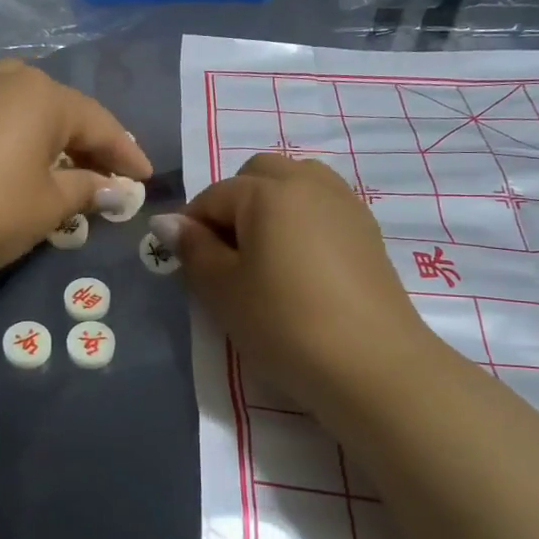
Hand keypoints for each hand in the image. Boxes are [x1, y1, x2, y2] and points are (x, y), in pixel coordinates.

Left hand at [0, 60, 152, 287]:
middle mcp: (10, 81)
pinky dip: (25, 145)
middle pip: (66, 113)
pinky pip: (3, 123)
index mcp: (44, 95)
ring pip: (32, 116)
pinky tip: (28, 170)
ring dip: (57, 145)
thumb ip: (87, 191)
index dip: (127, 155)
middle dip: (92, 146)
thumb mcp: (46, 206)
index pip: (101, 124)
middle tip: (113, 177)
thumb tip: (117, 189)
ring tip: (74, 175)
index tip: (147, 181)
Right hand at [167, 154, 435, 420]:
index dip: (192, 227)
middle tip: (228, 255)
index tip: (188, 265)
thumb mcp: (223, 290)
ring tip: (265, 256)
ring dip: (271, 206)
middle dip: (234, 203)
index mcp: (268, 191)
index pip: (213, 196)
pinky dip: (302, 222)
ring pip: (296, 183)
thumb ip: (193, 249)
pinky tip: (301, 267)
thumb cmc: (283, 323)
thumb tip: (167, 222)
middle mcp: (309, 183)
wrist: (371, 364)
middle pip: (258, 174)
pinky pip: (323, 207)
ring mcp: (345, 204)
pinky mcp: (368, 231)